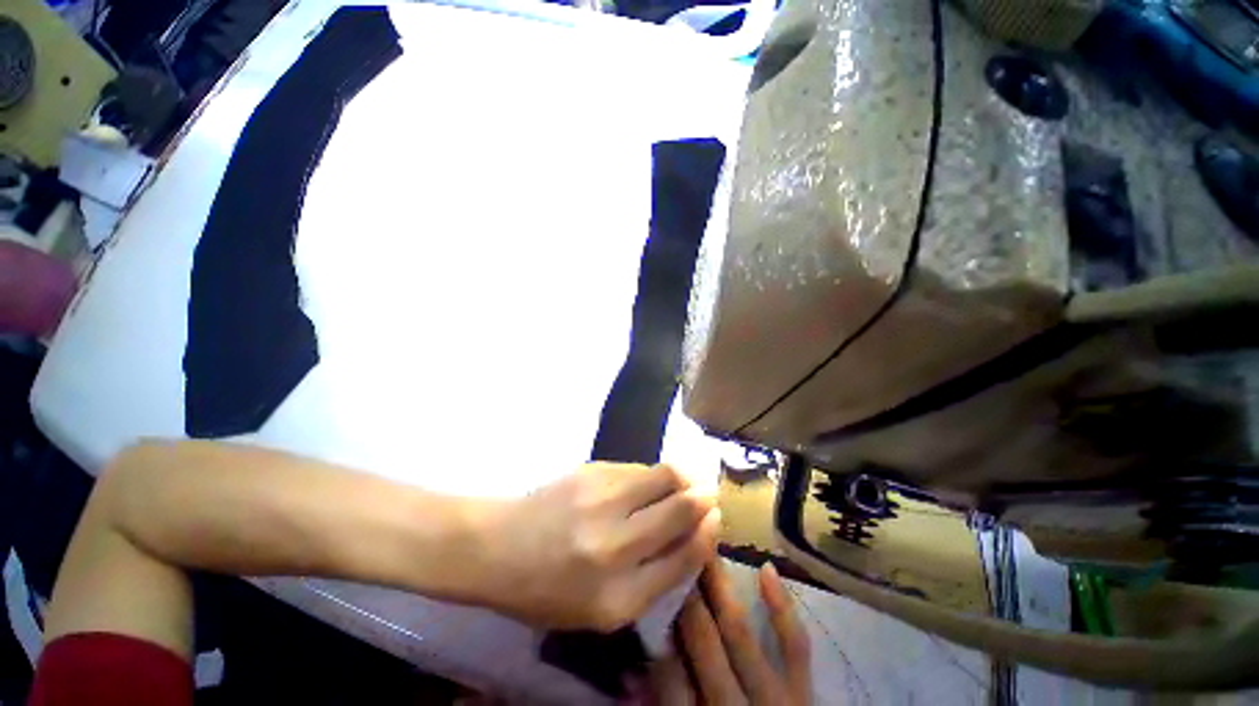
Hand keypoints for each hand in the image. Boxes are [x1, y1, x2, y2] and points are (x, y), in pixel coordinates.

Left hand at [475, 462, 720, 630]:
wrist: (498, 546)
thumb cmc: (548, 588)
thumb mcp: (601, 609)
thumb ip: (652, 578)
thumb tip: (693, 534)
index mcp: (617, 598)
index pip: (684, 557)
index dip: (706, 534)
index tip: (716, 518)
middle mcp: (613, 546)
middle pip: (680, 508)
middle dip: (703, 497)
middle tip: (708, 492)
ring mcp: (601, 500)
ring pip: (664, 475)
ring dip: (682, 477)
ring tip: (683, 480)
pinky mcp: (591, 470)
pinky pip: (638, 467)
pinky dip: (651, 474)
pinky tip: (645, 482)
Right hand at [648, 560, 810, 704]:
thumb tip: (633, 671)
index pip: (669, 670)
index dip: (658, 628)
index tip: (649, 586)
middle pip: (703, 641)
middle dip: (685, 594)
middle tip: (672, 546)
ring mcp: (775, 698)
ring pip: (740, 632)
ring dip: (719, 587)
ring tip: (704, 545)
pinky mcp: (804, 694)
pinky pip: (796, 647)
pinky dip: (782, 608)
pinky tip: (767, 569)